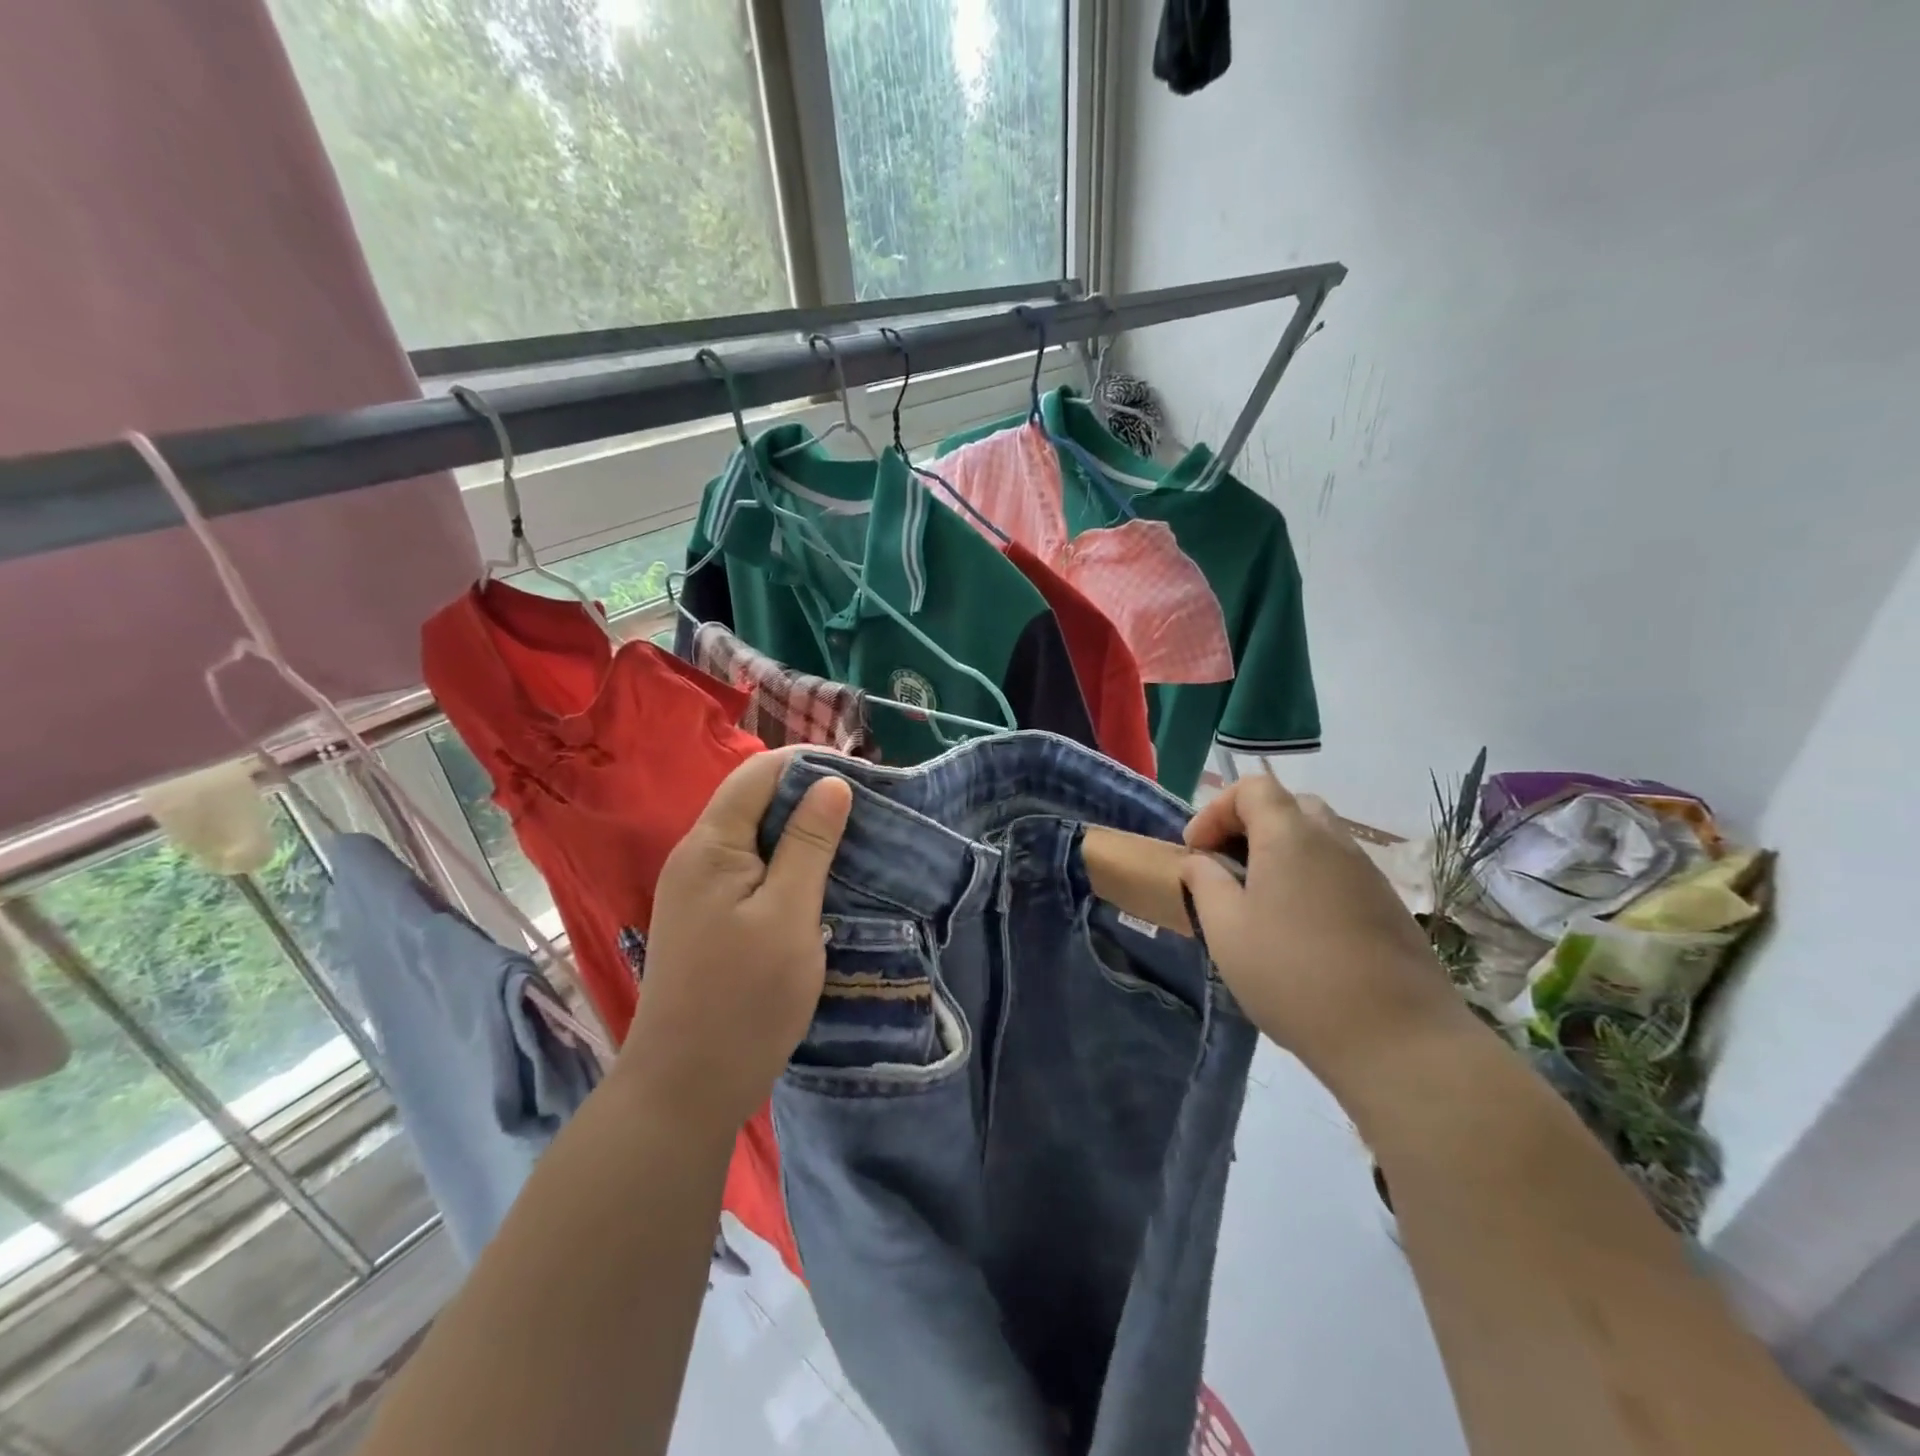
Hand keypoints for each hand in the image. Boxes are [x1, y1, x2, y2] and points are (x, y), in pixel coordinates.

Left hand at [619, 748, 853, 1133]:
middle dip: (810, 798)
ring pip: (756, 837)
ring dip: (802, 834)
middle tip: (868, 813)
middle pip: (755, 801)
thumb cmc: (744, 998)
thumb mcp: (789, 914)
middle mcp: (696, 857)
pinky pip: (751, 870)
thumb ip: (809, 844)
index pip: (759, 773)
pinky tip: (821, 881)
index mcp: (710, 846)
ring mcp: (698, 889)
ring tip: (854, 842)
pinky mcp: (708, 917)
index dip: (810, 765)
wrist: (686, 1087)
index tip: (863, 778)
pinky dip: (787, 865)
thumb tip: (832, 783)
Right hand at [1180, 773, 1469, 1086]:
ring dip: (1280, 854)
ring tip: (1257, 901)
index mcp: (1290, 836)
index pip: (1252, 788)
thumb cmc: (1293, 975)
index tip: (1197, 851)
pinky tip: (1297, 928)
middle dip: (1249, 826)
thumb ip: (1205, 883)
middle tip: (1226, 866)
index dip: (1216, 810)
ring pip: (1317, 839)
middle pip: (1288, 806)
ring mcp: (1367, 873)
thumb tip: (1203, 862)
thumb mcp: (1225, 929)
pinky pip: (1338, 871)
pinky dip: (1309, 879)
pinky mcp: (1387, 906)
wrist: (1397, 1039)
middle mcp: (1334, 841)